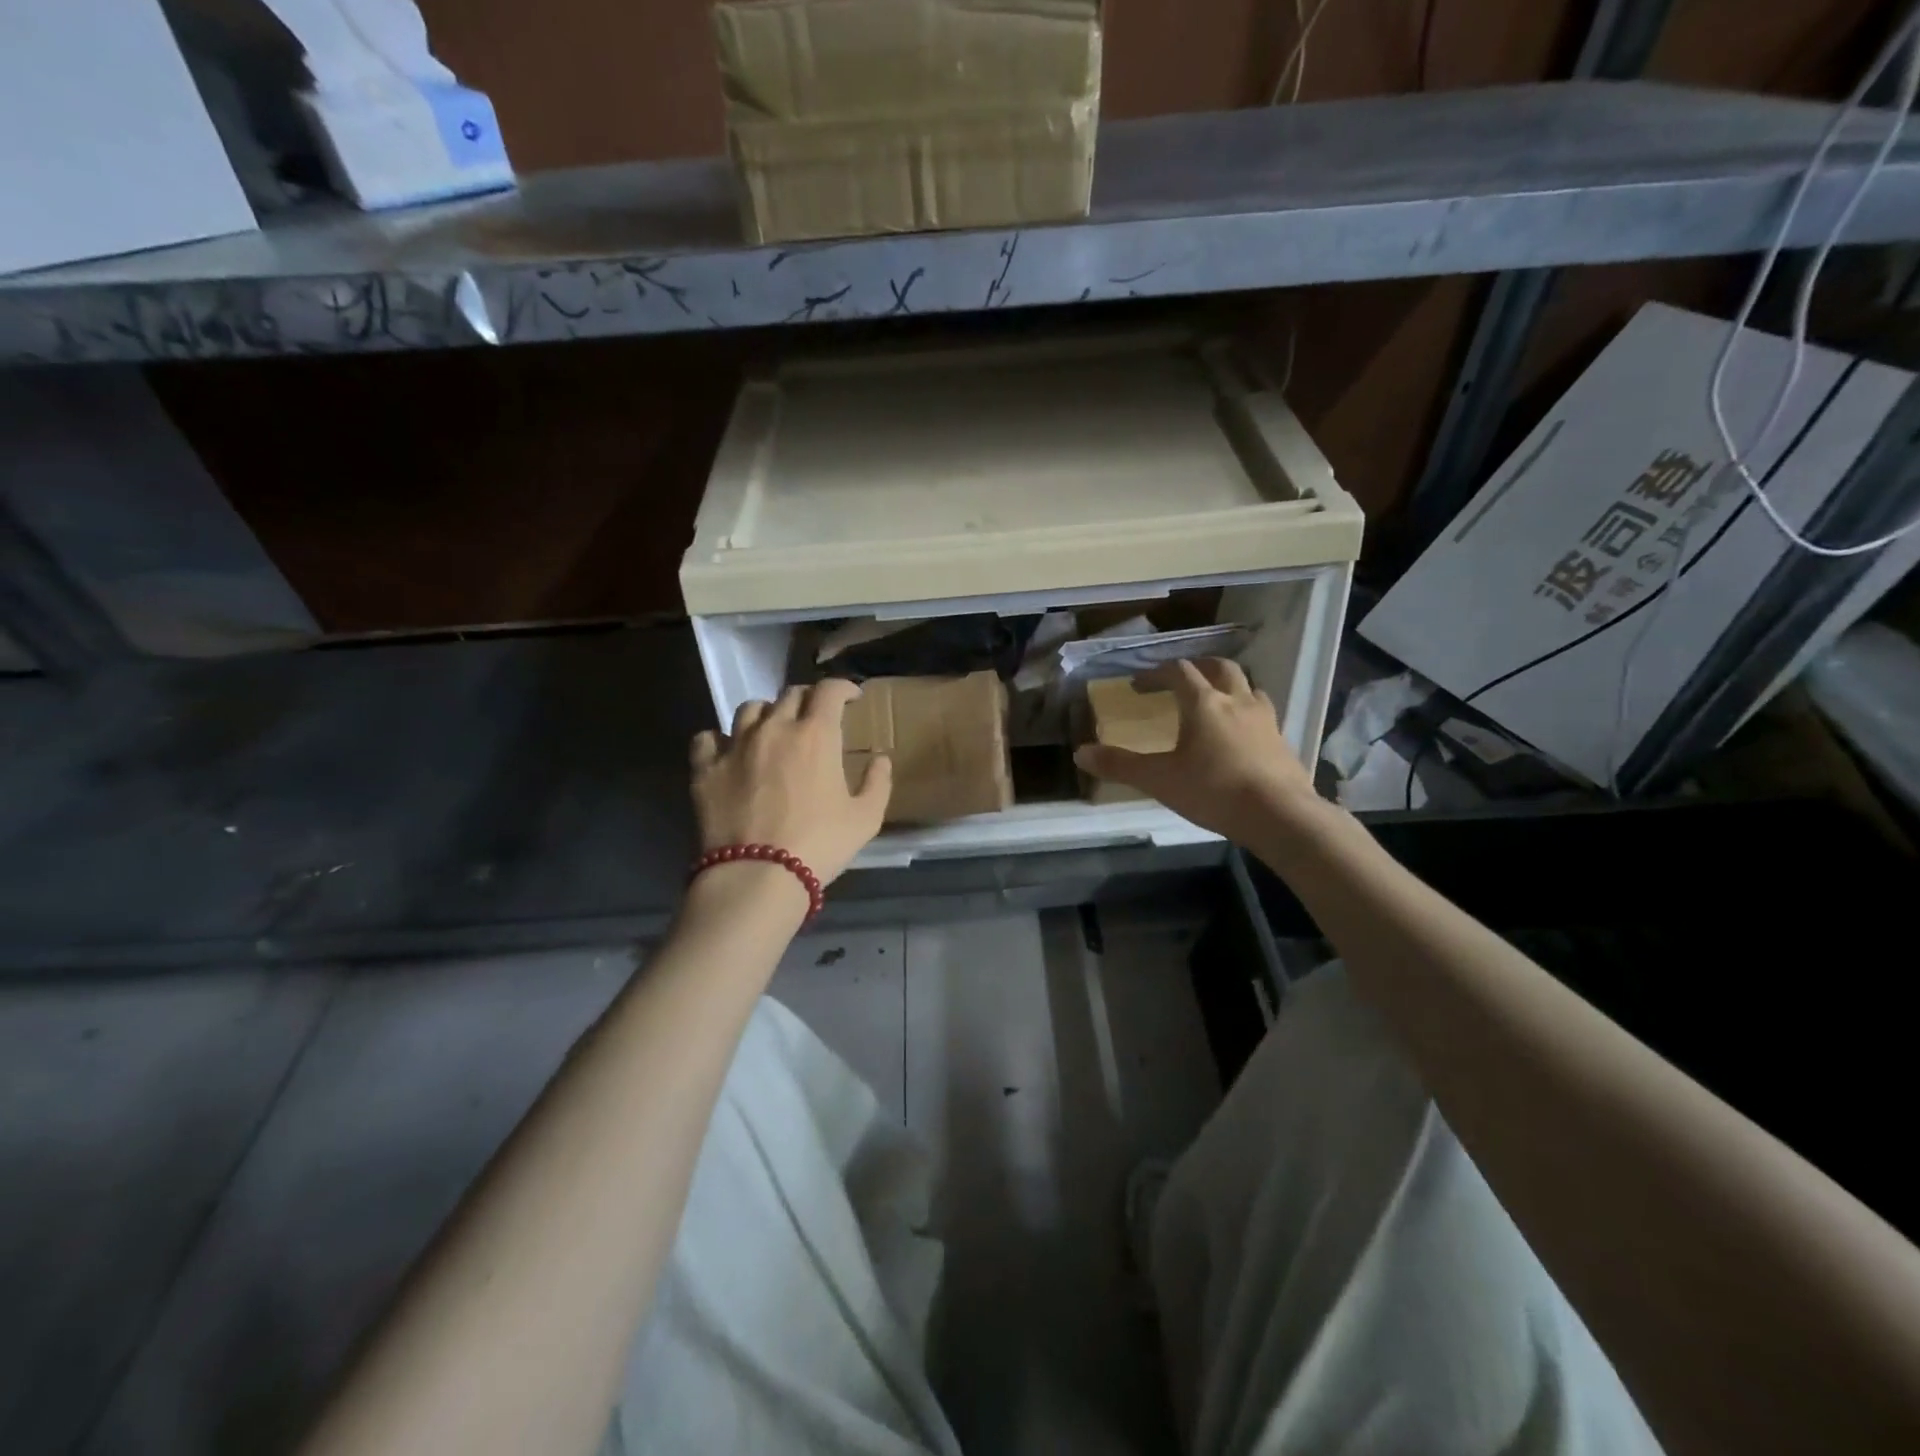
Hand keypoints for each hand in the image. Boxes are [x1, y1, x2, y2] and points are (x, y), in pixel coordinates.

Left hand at [690, 679, 890, 886]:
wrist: (757, 874)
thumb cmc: (820, 844)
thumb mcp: (866, 818)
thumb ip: (878, 782)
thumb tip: (880, 760)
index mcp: (816, 734)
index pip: (829, 690)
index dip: (843, 687)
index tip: (851, 698)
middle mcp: (774, 728)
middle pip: (790, 694)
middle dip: (808, 699)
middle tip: (816, 718)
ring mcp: (735, 745)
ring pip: (750, 708)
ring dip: (767, 713)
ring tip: (772, 731)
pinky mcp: (705, 768)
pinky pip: (709, 738)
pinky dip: (721, 739)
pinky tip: (729, 753)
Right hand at [1073, 658, 1320, 846]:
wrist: (1279, 815)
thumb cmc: (1213, 791)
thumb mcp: (1159, 780)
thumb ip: (1120, 765)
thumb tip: (1080, 754)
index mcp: (1203, 703)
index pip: (1178, 672)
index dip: (1156, 673)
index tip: (1139, 685)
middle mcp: (1236, 701)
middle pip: (1220, 667)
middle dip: (1198, 667)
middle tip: (1181, 678)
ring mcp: (1265, 719)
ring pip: (1249, 686)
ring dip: (1229, 685)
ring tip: (1217, 699)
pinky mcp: (1282, 740)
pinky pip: (1264, 713)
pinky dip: (1248, 711)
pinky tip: (1242, 733)